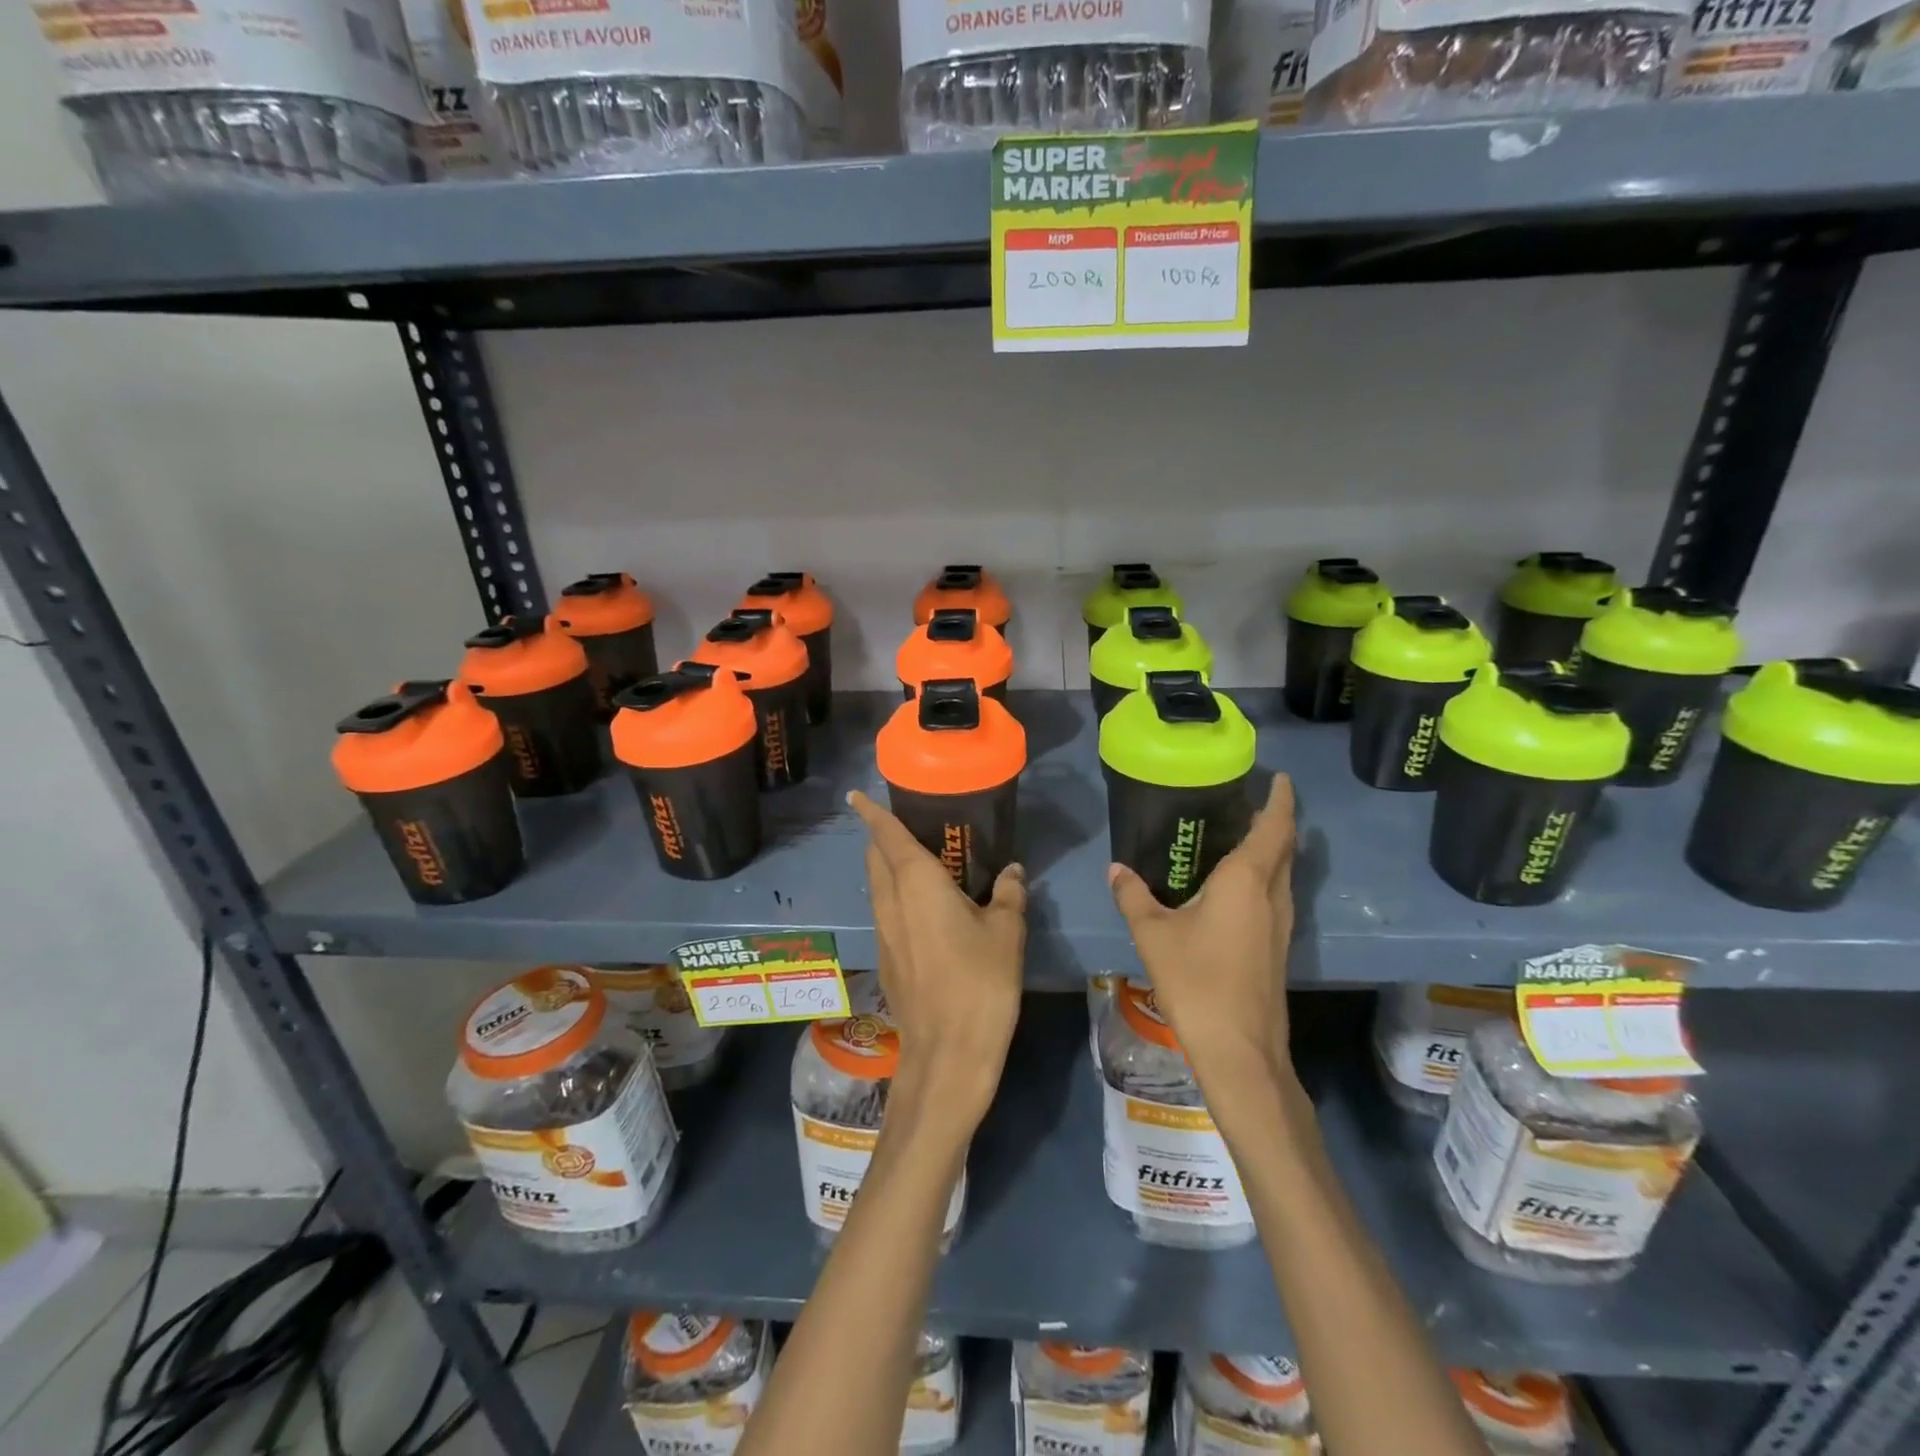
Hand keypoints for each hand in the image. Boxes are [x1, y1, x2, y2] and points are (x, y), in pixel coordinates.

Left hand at [849, 791, 1026, 1133]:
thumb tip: (1012, 871)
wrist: (947, 1052)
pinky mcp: (886, 957)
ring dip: (889, 868)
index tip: (856, 795)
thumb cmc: (980, 981)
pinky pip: (886, 910)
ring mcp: (883, 932)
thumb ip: (1008, 894)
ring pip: (877, 886)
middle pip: (875, 858)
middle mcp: (890, 901)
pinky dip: (896, 896)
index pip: (886, 836)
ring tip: (922, 862)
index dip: (871, 813)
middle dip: (882, 838)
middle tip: (912, 826)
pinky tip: (926, 908)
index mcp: (916, 883)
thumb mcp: (1006, 932)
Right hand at [1108, 775, 1296, 1080]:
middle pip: (1284, 847)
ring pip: (1283, 873)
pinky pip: (1275, 895)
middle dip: (1274, 820)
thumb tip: (1115, 868)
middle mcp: (1272, 896)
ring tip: (1239, 834)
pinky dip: (1264, 876)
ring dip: (1271, 849)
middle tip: (1247, 801)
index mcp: (1246, 881)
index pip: (1274, 827)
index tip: (1280, 777)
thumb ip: (1133, 896)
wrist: (1239, 1050)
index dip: (1281, 800)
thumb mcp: (1153, 934)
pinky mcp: (1278, 947)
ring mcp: (1281, 924)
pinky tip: (1233, 886)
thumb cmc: (1197, 981)